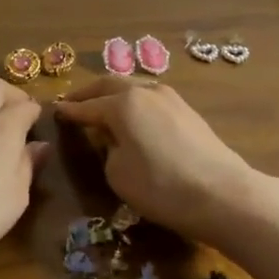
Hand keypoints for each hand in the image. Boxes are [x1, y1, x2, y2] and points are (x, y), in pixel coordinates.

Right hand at [53, 80, 258, 243]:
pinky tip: (133, 115)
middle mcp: (145, 91)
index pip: (88, 106)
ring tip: (103, 106)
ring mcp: (170, 97)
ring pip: (134, 86)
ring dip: (115, 94)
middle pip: (110, 84)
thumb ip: (107, 149)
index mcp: (123, 103)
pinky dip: (135, 102)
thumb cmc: (161, 186)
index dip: (71, 111)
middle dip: (90, 92)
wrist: (222, 194)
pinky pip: (151, 98)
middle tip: (74, 101)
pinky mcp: (188, 110)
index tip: (56, 111)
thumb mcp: (118, 174)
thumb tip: (113, 139)